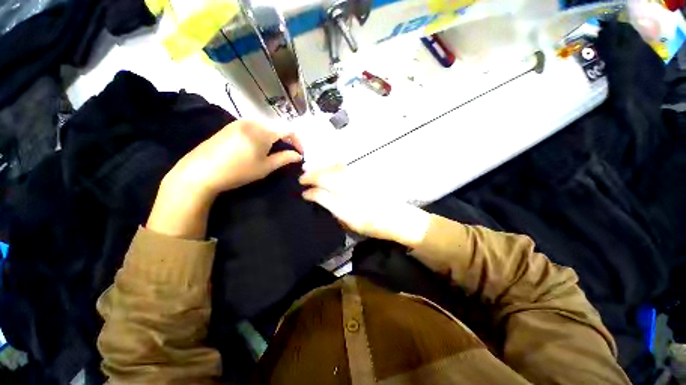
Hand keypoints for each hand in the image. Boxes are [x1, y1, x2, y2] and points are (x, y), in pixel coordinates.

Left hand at [165, 120, 302, 198]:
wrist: (200, 172)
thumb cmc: (238, 171)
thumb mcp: (265, 167)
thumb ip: (284, 159)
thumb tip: (298, 156)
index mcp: (263, 131)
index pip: (288, 130)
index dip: (298, 141)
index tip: (300, 153)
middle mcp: (252, 122)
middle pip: (276, 128)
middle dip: (285, 141)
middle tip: (287, 154)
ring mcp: (239, 122)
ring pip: (265, 128)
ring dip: (273, 139)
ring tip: (272, 153)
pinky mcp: (229, 127)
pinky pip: (252, 128)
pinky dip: (261, 137)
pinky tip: (255, 149)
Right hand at [300, 165, 430, 247]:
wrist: (396, 217)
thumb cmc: (369, 222)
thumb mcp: (345, 217)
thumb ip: (326, 202)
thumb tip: (309, 194)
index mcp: (341, 190)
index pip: (319, 182)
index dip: (308, 183)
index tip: (301, 187)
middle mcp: (347, 179)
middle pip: (326, 171)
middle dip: (312, 172)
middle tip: (304, 177)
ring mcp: (356, 176)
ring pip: (334, 167)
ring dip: (322, 168)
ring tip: (314, 173)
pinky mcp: (362, 177)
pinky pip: (344, 168)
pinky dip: (333, 168)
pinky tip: (331, 172)